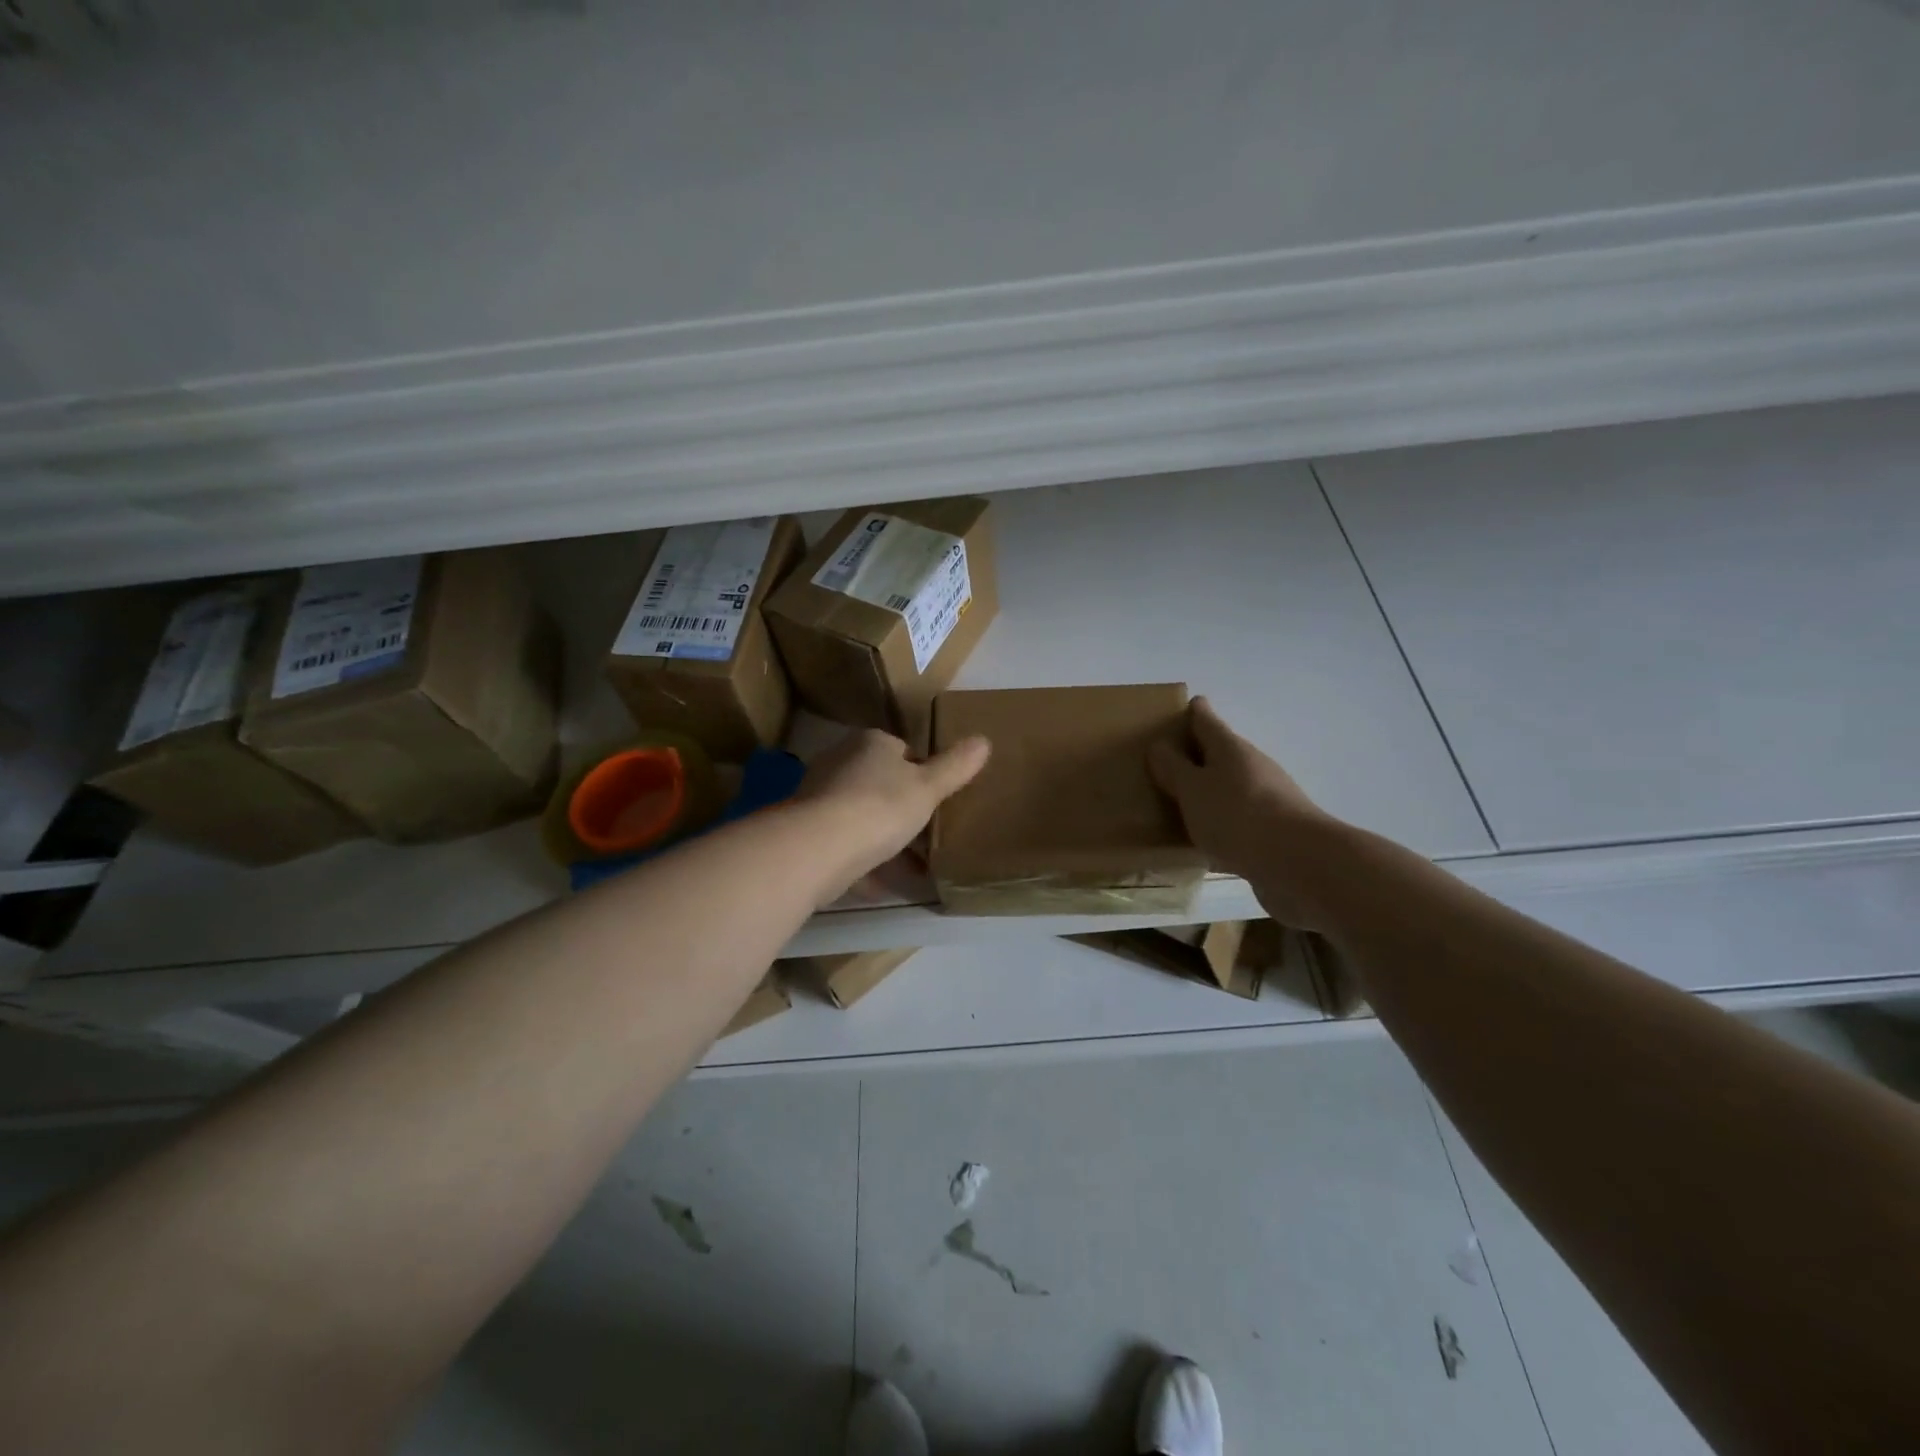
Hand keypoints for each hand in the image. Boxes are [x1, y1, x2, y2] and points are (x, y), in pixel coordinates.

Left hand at [796, 728, 990, 899]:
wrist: (818, 847)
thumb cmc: (880, 807)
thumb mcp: (928, 787)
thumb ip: (955, 767)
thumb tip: (984, 740)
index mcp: (871, 743)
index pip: (901, 749)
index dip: (920, 772)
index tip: (935, 799)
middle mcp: (840, 761)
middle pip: (878, 782)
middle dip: (899, 807)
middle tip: (926, 833)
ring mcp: (819, 796)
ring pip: (859, 814)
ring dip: (880, 837)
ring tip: (908, 865)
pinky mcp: (807, 831)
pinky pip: (843, 844)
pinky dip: (861, 862)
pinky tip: (879, 885)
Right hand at [1149, 696, 1340, 926]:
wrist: (1299, 863)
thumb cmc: (1237, 815)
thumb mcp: (1192, 789)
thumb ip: (1173, 768)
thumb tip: (1159, 745)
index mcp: (1230, 748)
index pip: (1206, 719)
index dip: (1192, 712)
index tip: (1178, 710)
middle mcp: (1252, 766)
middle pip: (1221, 753)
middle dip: (1196, 755)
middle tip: (1164, 763)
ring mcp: (1268, 799)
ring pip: (1230, 788)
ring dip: (1208, 793)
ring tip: (1178, 805)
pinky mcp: (1274, 832)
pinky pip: (1238, 821)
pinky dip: (1221, 824)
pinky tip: (1204, 844)